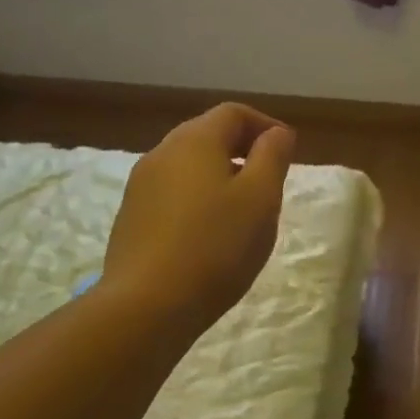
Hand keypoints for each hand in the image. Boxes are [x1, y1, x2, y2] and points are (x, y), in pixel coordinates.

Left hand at [99, 103, 295, 333]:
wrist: (147, 305)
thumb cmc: (216, 246)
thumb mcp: (261, 198)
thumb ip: (272, 157)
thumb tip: (277, 133)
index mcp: (195, 141)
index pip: (233, 113)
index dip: (265, 125)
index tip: (287, 152)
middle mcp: (162, 153)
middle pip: (207, 135)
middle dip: (242, 148)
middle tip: (269, 178)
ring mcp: (141, 186)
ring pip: (188, 165)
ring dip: (220, 174)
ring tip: (243, 209)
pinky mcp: (132, 217)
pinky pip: (173, 192)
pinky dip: (198, 197)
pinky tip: (211, 232)